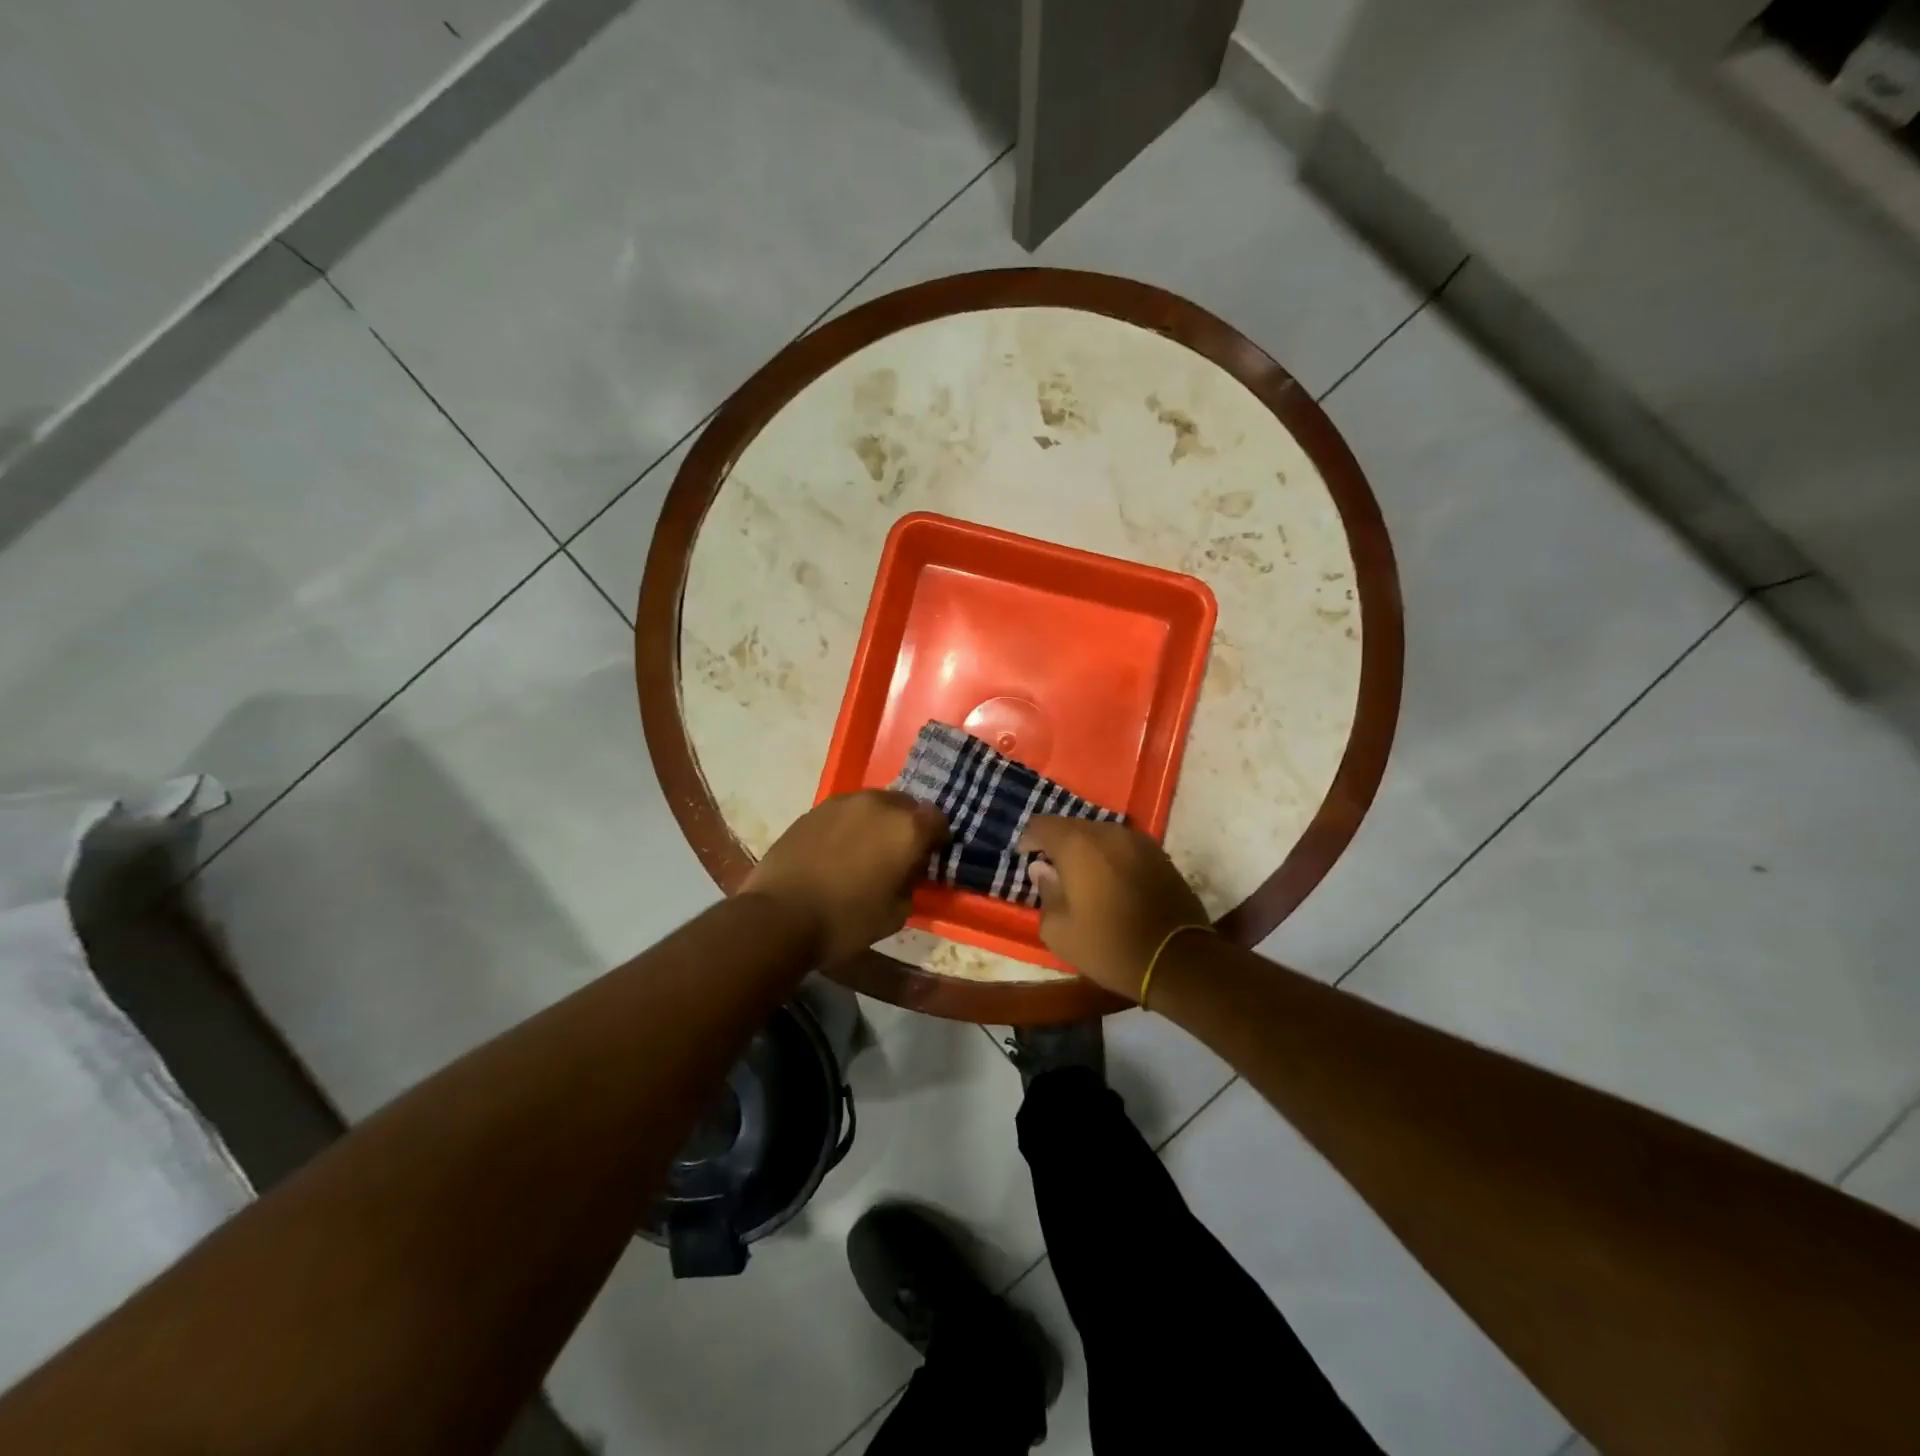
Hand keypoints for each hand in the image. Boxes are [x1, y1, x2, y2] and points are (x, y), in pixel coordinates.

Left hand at [743, 790, 949, 966]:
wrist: (779, 916)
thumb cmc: (846, 920)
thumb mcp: (896, 915)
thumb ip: (911, 885)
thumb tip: (908, 873)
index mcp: (906, 828)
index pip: (938, 819)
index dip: (937, 839)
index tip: (928, 858)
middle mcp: (878, 804)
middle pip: (905, 805)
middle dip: (907, 825)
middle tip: (898, 853)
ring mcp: (842, 803)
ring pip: (873, 804)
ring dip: (877, 822)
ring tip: (865, 851)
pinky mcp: (813, 810)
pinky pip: (844, 812)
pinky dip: (848, 826)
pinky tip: (836, 851)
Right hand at [1019, 817, 1209, 999]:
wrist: (1177, 959)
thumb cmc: (1109, 945)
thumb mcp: (1060, 931)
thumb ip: (1045, 893)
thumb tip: (1042, 870)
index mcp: (1077, 844)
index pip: (1042, 825)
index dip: (1029, 839)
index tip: (1025, 859)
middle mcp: (1108, 832)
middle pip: (1073, 827)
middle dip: (1059, 846)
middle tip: (1053, 873)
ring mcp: (1138, 841)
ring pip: (1101, 836)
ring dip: (1087, 852)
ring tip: (1083, 880)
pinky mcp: (1160, 855)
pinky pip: (1124, 848)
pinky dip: (1112, 859)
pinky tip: (1111, 884)